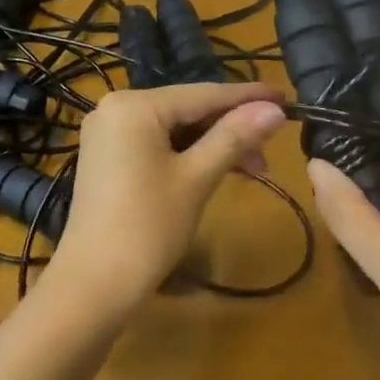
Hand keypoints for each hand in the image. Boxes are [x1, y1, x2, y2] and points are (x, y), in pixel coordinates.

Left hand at [47, 83, 286, 317]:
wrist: (92, 286)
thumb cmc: (148, 227)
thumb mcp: (197, 178)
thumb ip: (235, 137)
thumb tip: (274, 110)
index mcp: (134, 105)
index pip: (203, 94)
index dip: (248, 97)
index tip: (286, 98)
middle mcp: (116, 108)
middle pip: (188, 109)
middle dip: (232, 129)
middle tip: (271, 150)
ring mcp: (108, 133)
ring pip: (175, 129)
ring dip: (214, 145)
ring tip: (253, 169)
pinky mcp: (108, 157)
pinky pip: (158, 144)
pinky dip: (189, 155)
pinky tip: (217, 169)